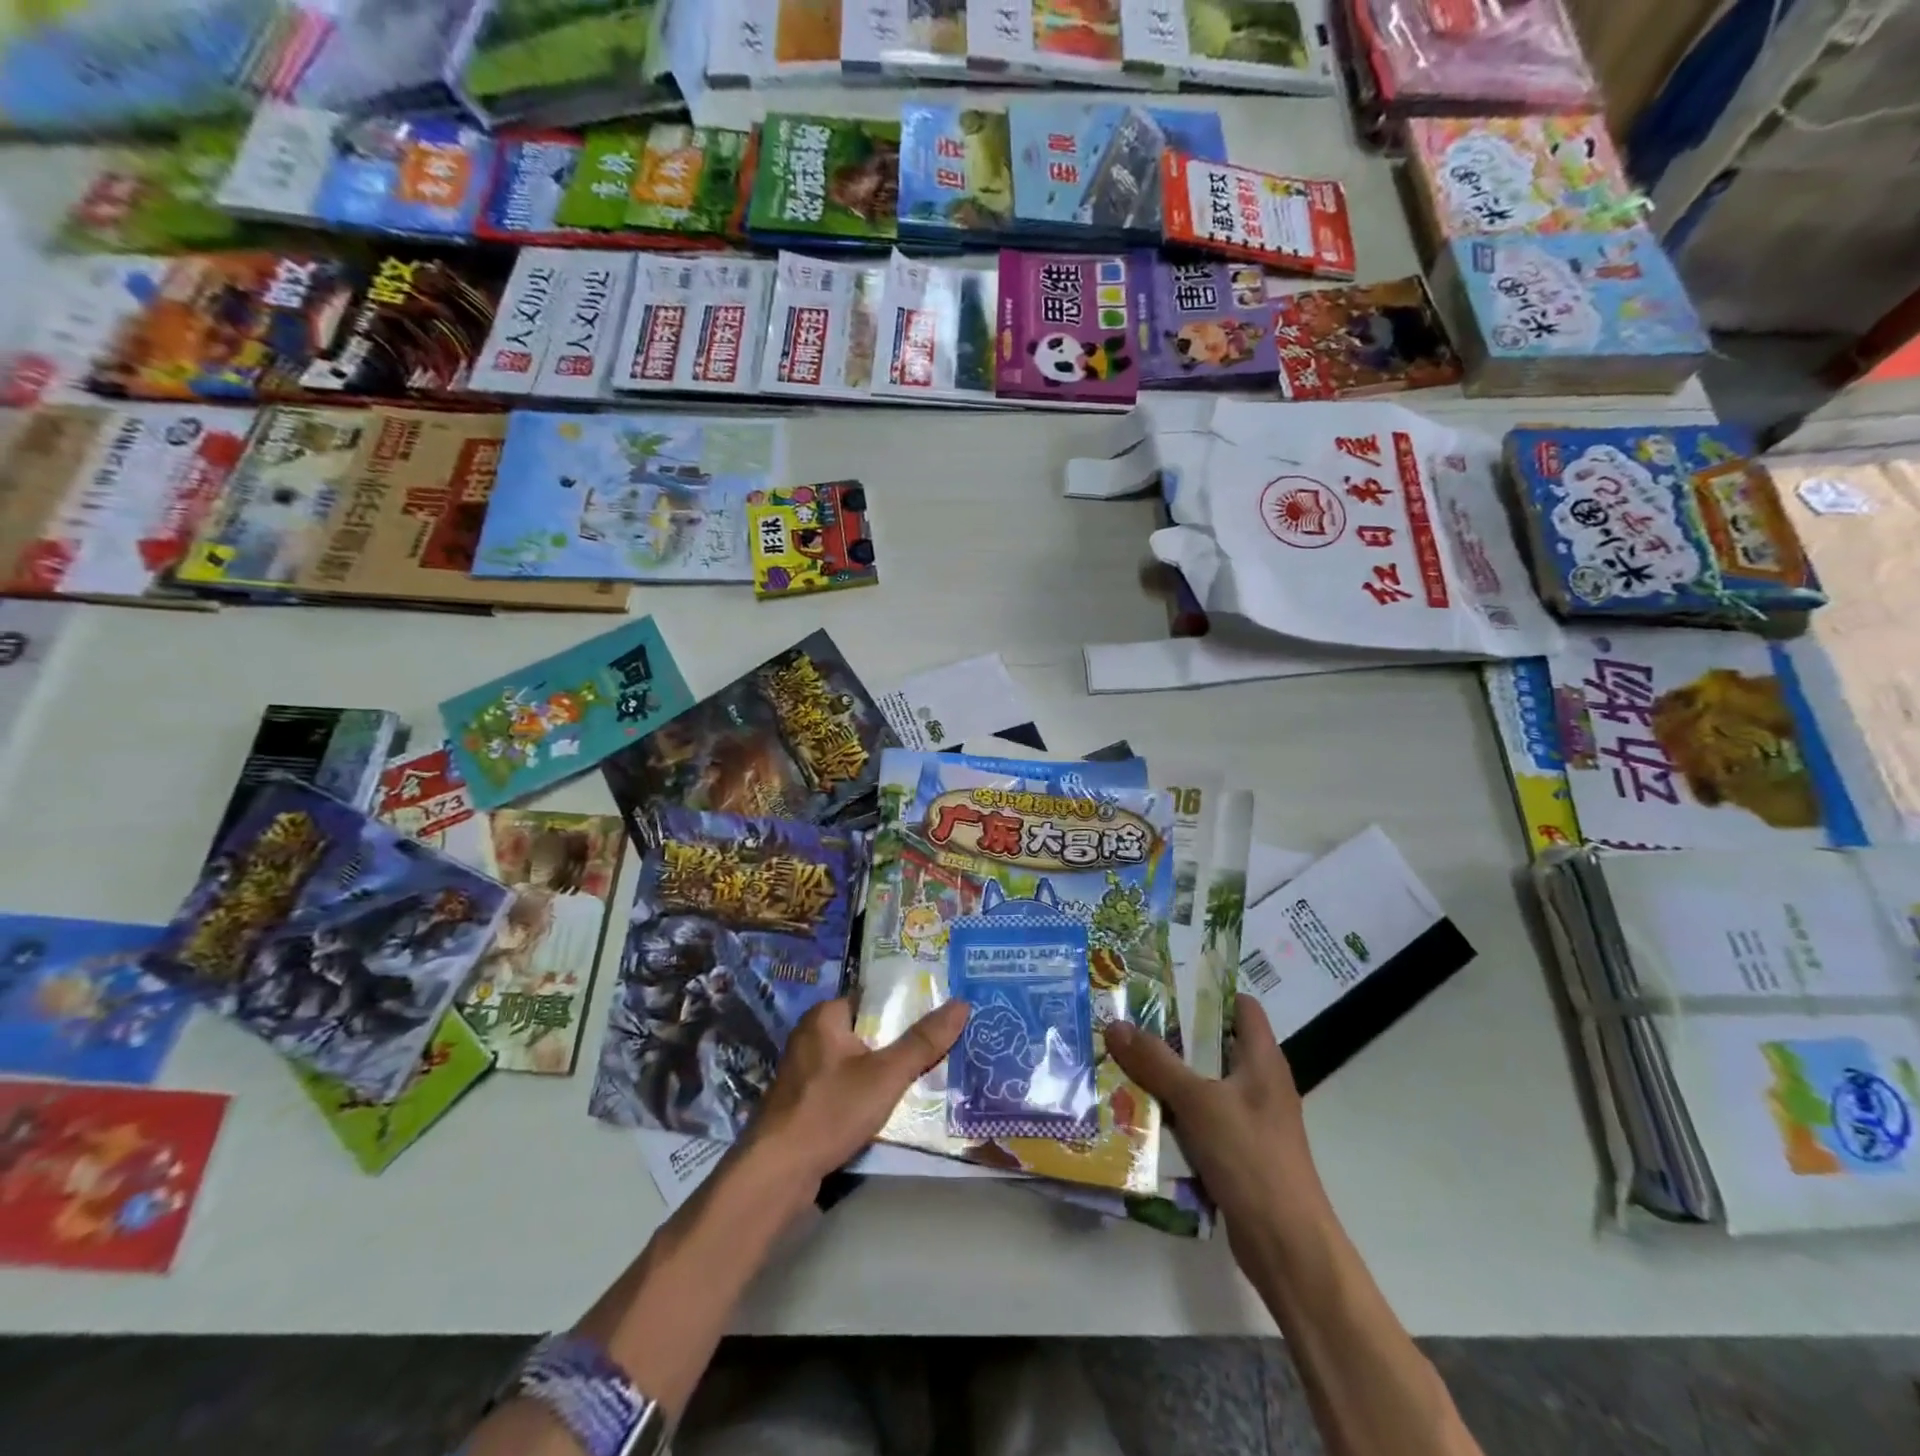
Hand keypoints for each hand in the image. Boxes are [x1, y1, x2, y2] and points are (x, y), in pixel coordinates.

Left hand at [743, 997, 968, 1196]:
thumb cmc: (830, 1110)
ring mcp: (805, 1070)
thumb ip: (923, 1042)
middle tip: (943, 1045)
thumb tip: (962, 1004)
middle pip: (869, 1030)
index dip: (908, 1004)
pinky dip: (868, 1091)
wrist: (777, 1174)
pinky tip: (893, 1105)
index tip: (941, 1011)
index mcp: (826, 1016)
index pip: (875, 997)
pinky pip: (846, 1085)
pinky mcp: (805, 1101)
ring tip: (928, 1074)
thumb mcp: (886, 1075)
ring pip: (858, 1061)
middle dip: (901, 1041)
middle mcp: (812, 1035)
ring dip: (886, 1070)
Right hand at [1105, 995, 1328, 1253]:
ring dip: (1166, 1076)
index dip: (1207, 991)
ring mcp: (1248, 1120)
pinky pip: (1198, 1120)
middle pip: (1212, 1044)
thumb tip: (1115, 1024)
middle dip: (1171, 1035)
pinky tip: (1136, 1112)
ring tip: (1120, 1061)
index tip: (1163, 985)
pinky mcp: (1235, 1153)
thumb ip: (1157, 1062)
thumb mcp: (1198, 1102)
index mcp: (1262, 1060)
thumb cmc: (1251, 1158)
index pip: (1241, 1007)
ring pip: (1201, 1084)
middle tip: (1126, 1022)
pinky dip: (1172, 1114)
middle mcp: (1258, 1083)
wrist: (1287, 1247)